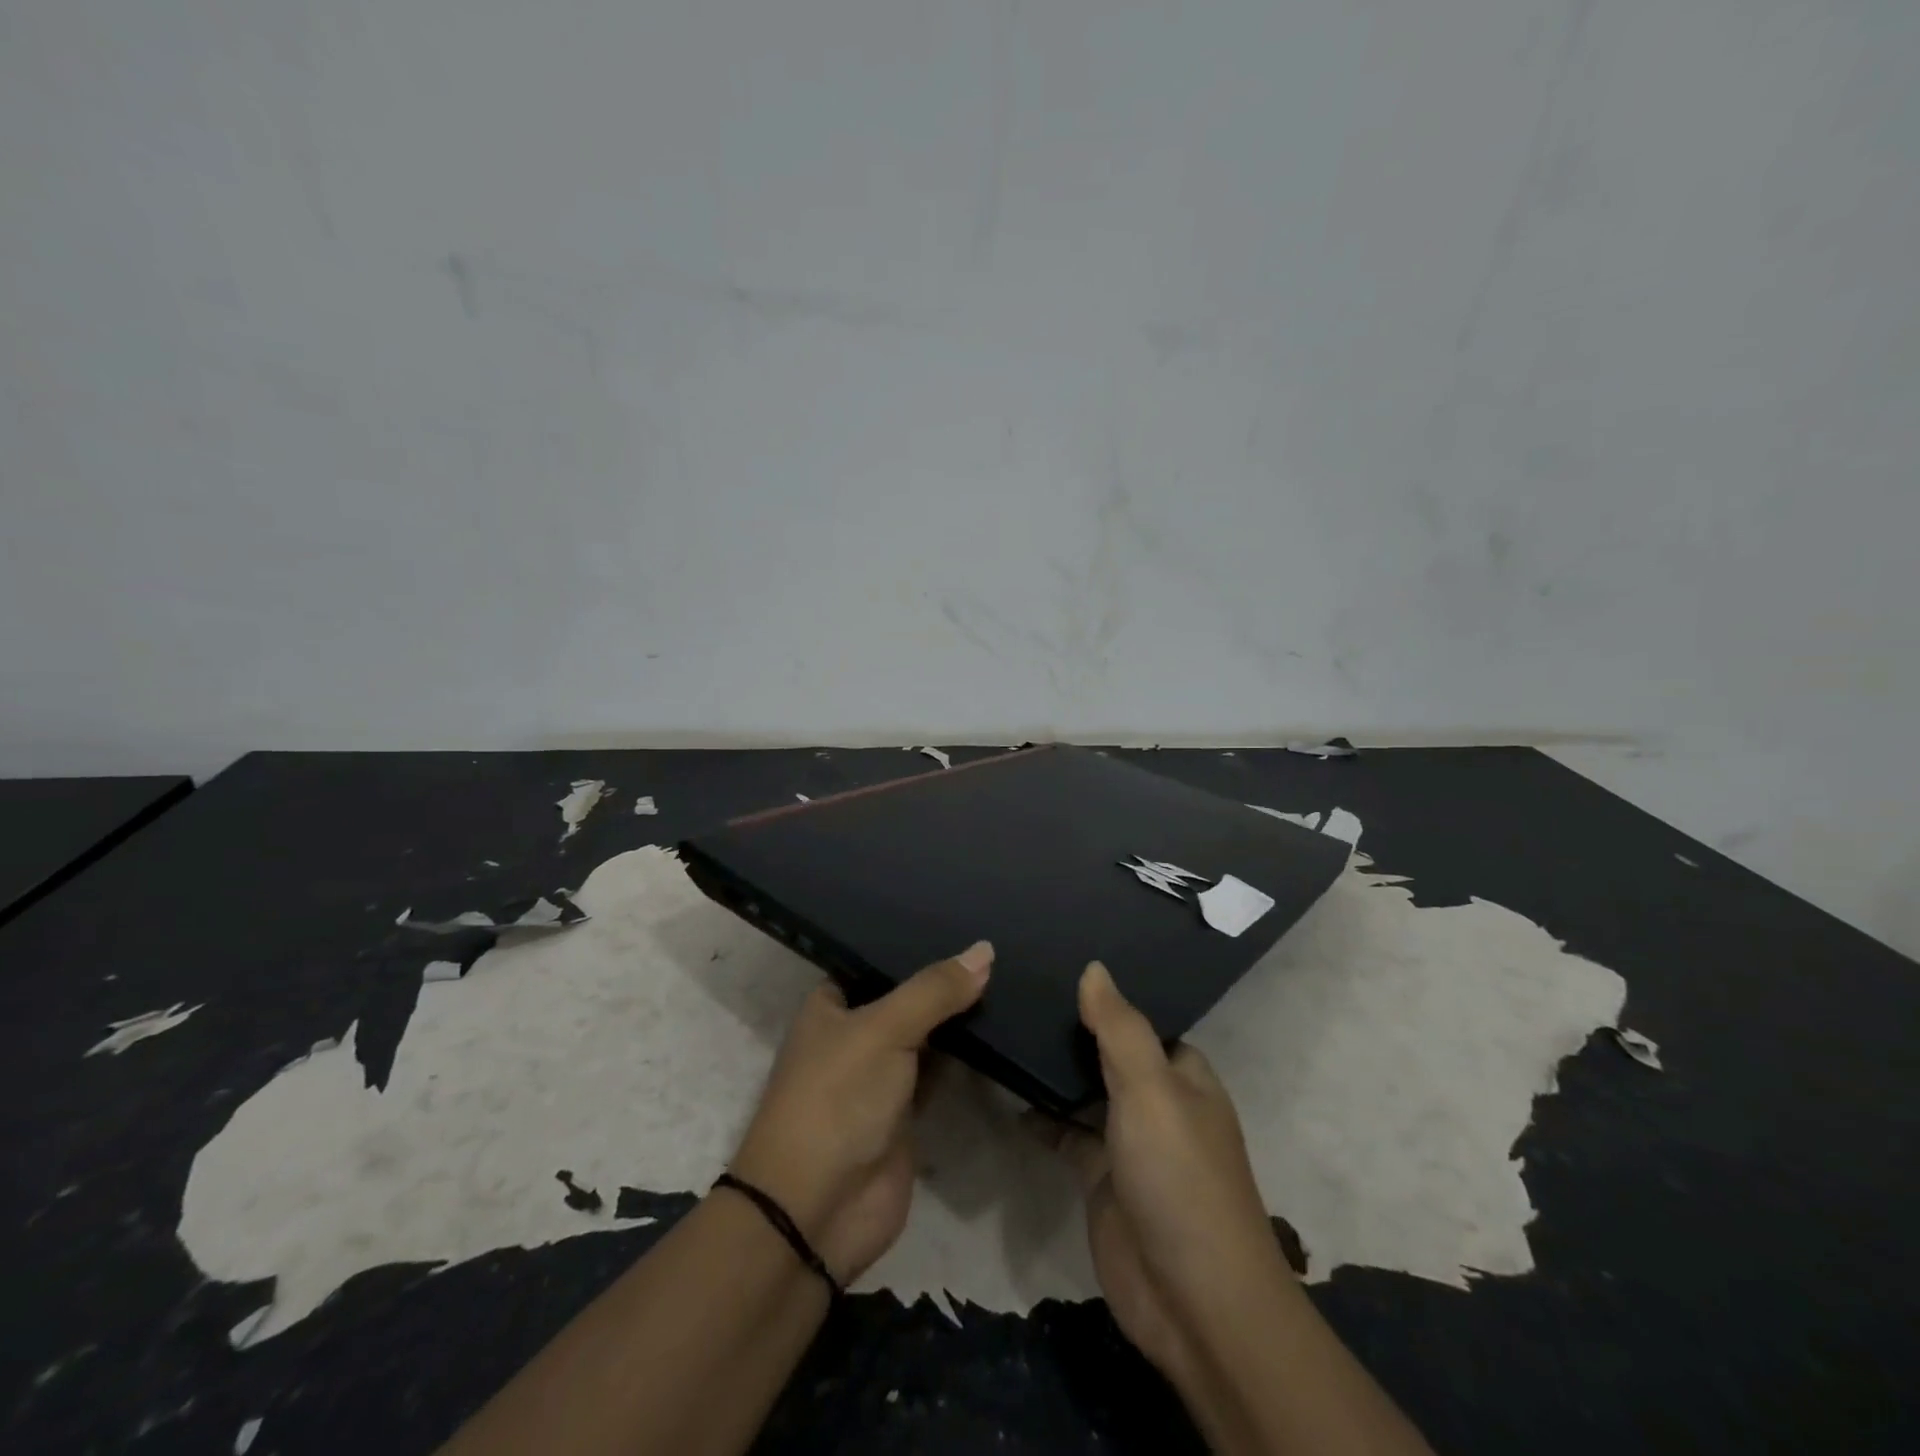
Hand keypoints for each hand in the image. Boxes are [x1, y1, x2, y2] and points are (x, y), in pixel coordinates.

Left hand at [730, 942, 992, 1283]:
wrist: (817, 1211)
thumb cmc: (837, 1099)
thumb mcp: (884, 1030)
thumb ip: (935, 991)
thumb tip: (986, 949)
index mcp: (832, 1004)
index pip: (877, 958)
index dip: (915, 941)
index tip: (962, 917)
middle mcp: (855, 1033)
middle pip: (907, 996)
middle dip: (945, 979)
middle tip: (997, 945)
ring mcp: (881, 1074)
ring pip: (928, 1033)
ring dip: (959, 1016)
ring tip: (1010, 973)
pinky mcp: (907, 1112)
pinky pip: (942, 1072)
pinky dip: (967, 1056)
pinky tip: (1003, 1026)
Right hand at [1041, 962, 1291, 1390]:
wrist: (1192, 1301)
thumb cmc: (1179, 1177)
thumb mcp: (1150, 1089)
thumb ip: (1119, 1027)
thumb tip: (1094, 967)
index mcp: (1183, 1075)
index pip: (1141, 1020)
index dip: (1106, 997)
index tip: (1058, 964)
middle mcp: (1159, 1102)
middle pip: (1110, 1053)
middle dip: (1073, 1029)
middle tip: (1019, 988)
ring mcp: (1129, 1142)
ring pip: (1086, 1092)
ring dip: (1055, 1071)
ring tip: (1006, 1026)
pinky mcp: (1101, 1178)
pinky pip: (1067, 1133)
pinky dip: (1042, 1117)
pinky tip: (1007, 1094)